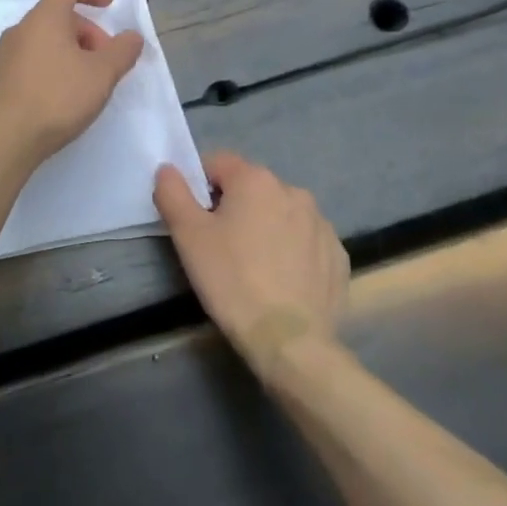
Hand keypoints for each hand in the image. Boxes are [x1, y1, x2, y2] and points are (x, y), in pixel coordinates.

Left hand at [0, 0, 145, 168]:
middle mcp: (20, 30)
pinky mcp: (0, 79)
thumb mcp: (101, 74)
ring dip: (71, 51)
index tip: (109, 4)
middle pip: (58, 17)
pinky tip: (64, 97)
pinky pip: (32, 60)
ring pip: (45, 40)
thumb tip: (132, 36)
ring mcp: (6, 55)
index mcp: (44, 18)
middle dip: (88, 33)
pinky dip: (54, 66)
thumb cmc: (56, 98)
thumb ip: (122, 52)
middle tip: (106, 62)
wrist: (4, 139)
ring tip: (88, 82)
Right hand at [155, 151, 347, 375]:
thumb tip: (168, 169)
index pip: (217, 163)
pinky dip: (292, 252)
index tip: (196, 220)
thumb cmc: (231, 280)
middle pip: (251, 188)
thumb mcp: (187, 235)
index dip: (200, 187)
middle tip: (220, 247)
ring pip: (280, 214)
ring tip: (252, 267)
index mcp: (256, 180)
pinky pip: (306, 242)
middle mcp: (293, 191)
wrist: (290, 342)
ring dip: (265, 228)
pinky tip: (280, 282)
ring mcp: (321, 224)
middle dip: (234, 208)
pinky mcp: (338, 256)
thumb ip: (172, 193)